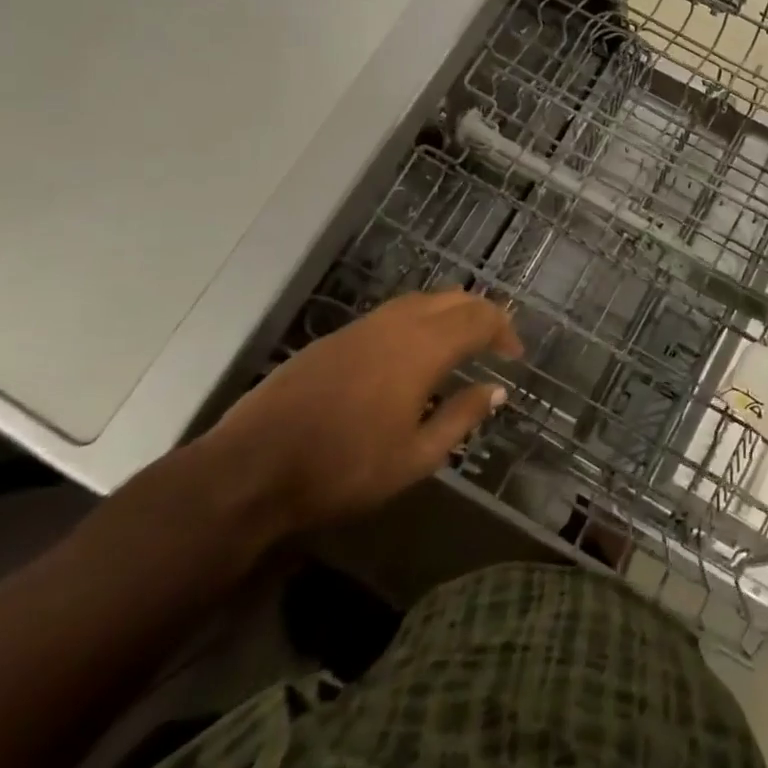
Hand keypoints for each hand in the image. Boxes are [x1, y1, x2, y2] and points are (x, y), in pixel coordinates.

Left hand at [202, 291, 522, 535]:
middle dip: (481, 314)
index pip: (479, 318)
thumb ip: (461, 417)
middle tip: (495, 342)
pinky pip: (393, 313)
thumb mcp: (415, 457)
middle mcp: (397, 323)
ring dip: (449, 313)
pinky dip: (419, 320)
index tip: (515, 355)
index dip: (504, 331)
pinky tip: (412, 353)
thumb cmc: (343, 468)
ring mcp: (363, 326)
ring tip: (460, 342)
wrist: (252, 469)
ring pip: (420, 300)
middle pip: (453, 298)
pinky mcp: (336, 337)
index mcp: (423, 347)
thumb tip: (495, 390)